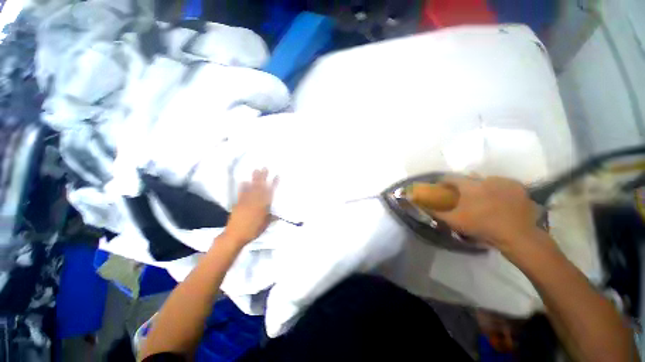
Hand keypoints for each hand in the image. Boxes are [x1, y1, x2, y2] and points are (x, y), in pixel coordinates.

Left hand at [223, 169, 277, 246]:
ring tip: (256, 170)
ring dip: (254, 179)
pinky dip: (243, 187)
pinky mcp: (238, 203)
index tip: (277, 175)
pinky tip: (244, 181)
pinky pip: (241, 193)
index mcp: (264, 206)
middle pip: (260, 187)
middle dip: (263, 177)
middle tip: (265, 167)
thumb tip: (277, 213)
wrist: (235, 235)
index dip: (274, 183)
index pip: (270, 192)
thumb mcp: (266, 224)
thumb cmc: (253, 231)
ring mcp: (246, 201)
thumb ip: (271, 216)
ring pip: (252, 187)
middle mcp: (255, 201)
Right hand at [433, 176, 542, 254]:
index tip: (441, 188)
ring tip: (483, 199)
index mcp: (469, 186)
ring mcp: (504, 182)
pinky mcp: (518, 187)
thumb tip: (422, 206)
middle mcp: (485, 179)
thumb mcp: (454, 221)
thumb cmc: (481, 226)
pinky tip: (500, 200)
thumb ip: (436, 212)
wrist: (517, 235)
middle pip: (469, 177)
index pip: (450, 178)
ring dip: (482, 186)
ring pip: (487, 180)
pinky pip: (503, 184)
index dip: (443, 182)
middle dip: (464, 185)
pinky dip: (499, 189)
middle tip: (464, 196)